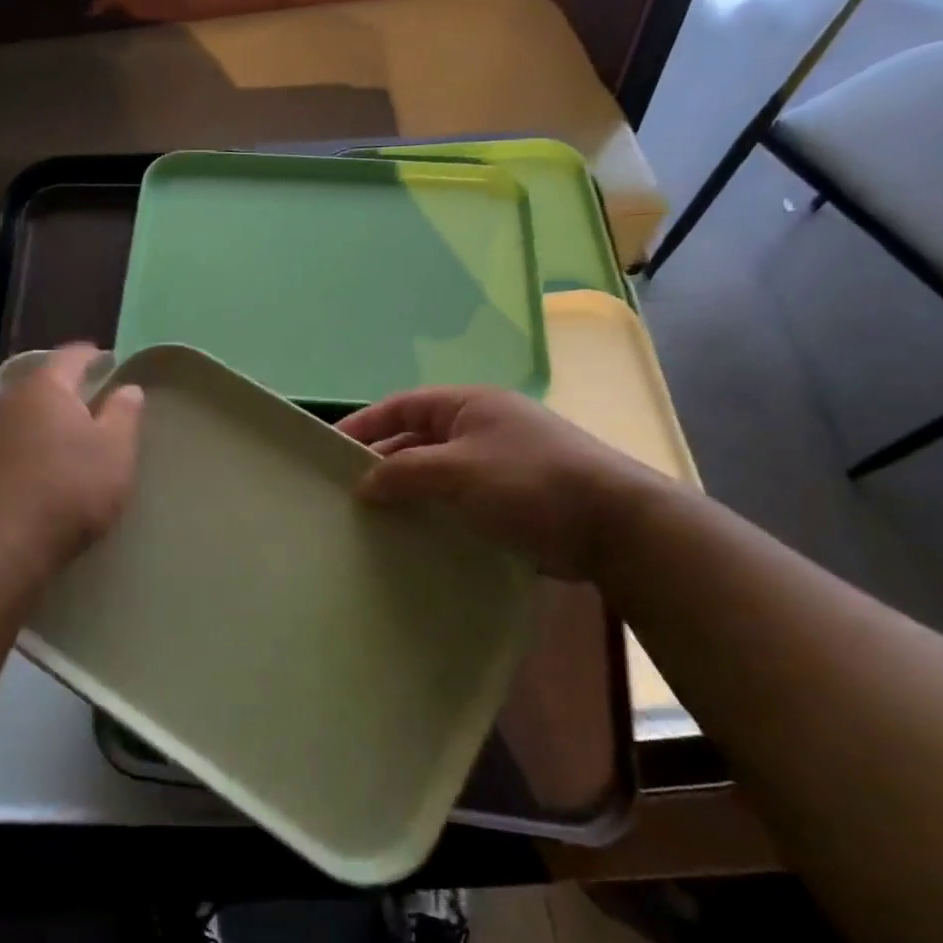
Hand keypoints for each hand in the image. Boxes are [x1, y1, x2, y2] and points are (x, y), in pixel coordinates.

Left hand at [0, 345, 143, 574]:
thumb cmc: (67, 490)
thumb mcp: (115, 452)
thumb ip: (123, 415)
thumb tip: (127, 388)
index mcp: (45, 388)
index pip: (71, 356)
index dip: (93, 355)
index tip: (108, 360)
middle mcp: (6, 402)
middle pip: (41, 387)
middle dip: (65, 394)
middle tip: (92, 407)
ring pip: (20, 420)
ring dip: (42, 427)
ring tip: (66, 446)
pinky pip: (5, 451)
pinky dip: (24, 455)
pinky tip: (36, 477)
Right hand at [337, 388, 664, 582]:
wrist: (612, 525)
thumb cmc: (529, 482)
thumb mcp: (458, 470)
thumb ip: (405, 472)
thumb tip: (364, 484)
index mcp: (468, 405)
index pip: (402, 406)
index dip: (364, 425)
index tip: (329, 449)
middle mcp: (480, 427)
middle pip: (417, 439)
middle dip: (383, 463)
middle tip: (345, 492)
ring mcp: (497, 464)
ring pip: (437, 473)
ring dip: (407, 492)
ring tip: (371, 519)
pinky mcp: (510, 499)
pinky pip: (458, 500)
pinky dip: (434, 512)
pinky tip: (413, 537)